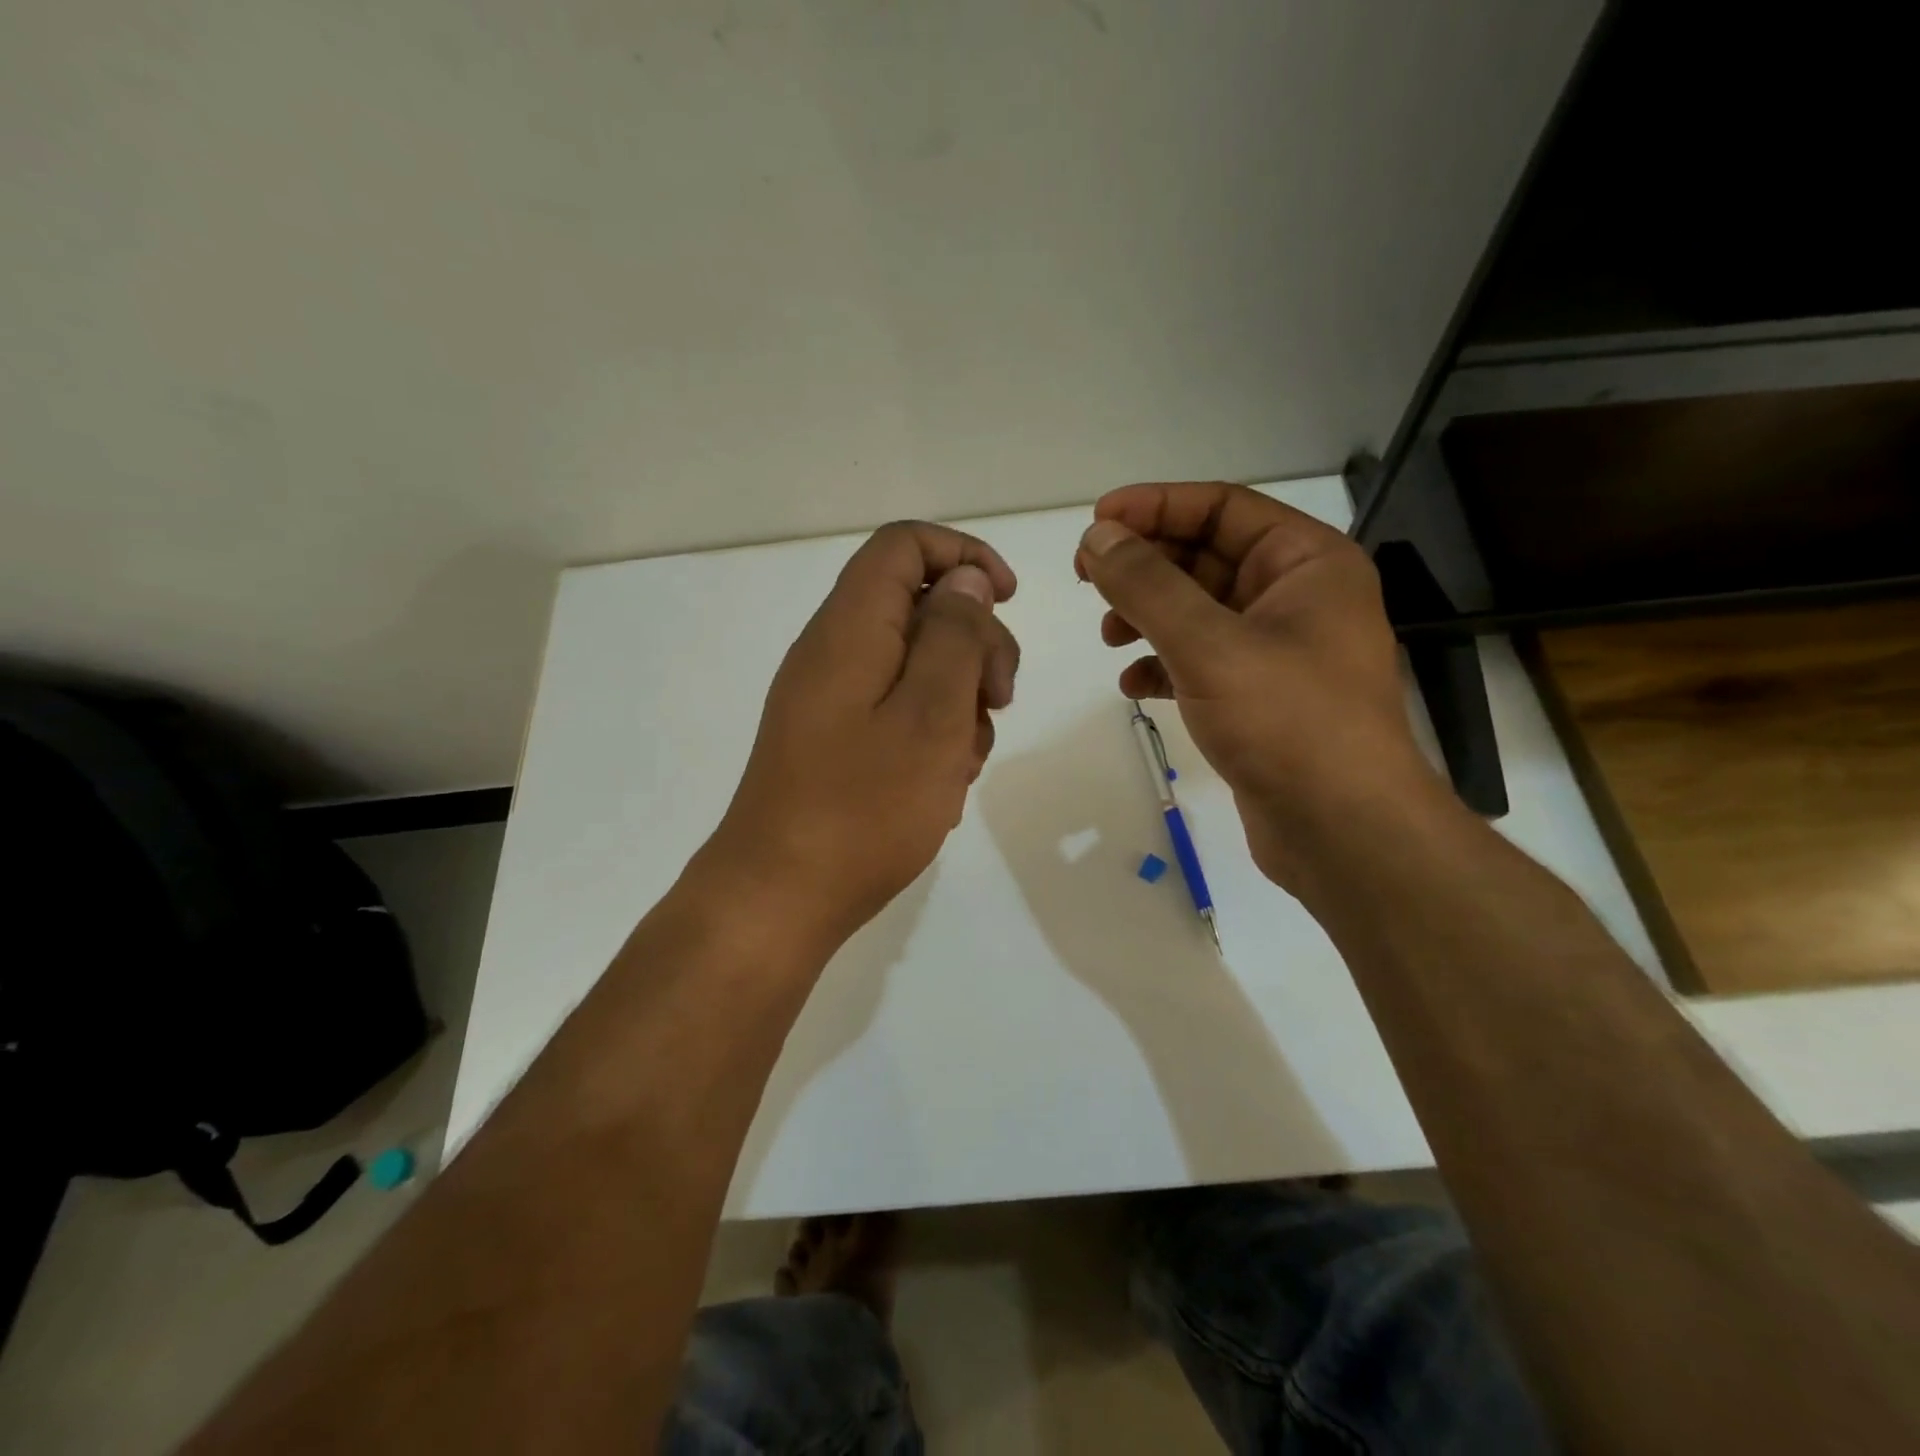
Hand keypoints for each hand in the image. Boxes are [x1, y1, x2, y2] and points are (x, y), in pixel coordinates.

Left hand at [705, 521, 1018, 949]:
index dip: (963, 556)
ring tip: (964, 762)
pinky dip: (931, 733)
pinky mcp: (836, 740)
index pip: (903, 545)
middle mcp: (834, 651)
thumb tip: (964, 581)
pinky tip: (943, 783)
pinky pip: (896, 710)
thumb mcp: (930, 716)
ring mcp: (832, 700)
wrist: (780, 898)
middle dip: (974, 643)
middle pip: (917, 606)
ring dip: (958, 699)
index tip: (1008, 599)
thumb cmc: (863, 808)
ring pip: (915, 664)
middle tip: (998, 703)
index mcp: (850, 628)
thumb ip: (954, 637)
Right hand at [1076, 482, 1438, 887]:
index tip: (1095, 524)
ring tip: (1108, 637)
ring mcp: (1280, 650)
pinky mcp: (1260, 697)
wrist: (1343, 830)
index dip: (1154, 507)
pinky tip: (1133, 686)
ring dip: (1148, 616)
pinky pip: (1201, 661)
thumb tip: (1097, 537)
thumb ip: (1147, 585)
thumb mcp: (1208, 644)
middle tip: (1086, 579)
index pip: (1222, 508)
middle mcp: (1298, 597)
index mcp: (1306, 562)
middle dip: (1145, 567)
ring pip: (1198, 612)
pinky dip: (1162, 665)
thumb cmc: (1287, 722)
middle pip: (1206, 557)